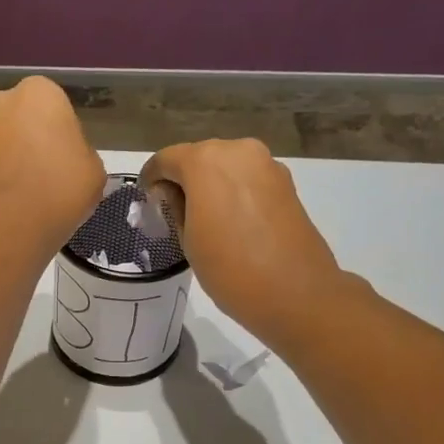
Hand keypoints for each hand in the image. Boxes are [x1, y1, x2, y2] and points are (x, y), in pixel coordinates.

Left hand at [0, 76, 104, 246]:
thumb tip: (68, 161)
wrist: (15, 220)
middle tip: (50, 172)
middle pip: (23, 119)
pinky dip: (1, 176)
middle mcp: (2, 102)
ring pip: (4, 141)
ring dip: (14, 158)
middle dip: (33, 139)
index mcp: (39, 91)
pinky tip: (16, 200)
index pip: (55, 106)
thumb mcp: (94, 168)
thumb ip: (80, 154)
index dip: (63, 133)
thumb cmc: (63, 184)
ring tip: (31, 192)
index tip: (69, 158)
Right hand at [139, 139, 359, 344]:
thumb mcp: (188, 240)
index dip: (151, 178)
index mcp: (205, 161)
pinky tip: (231, 222)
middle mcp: (237, 151)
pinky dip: (234, 191)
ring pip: (225, 166)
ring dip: (210, 185)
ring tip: (204, 219)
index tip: (147, 200)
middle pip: (198, 157)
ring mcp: (266, 164)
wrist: (296, 293)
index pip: (165, 159)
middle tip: (174, 212)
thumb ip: (176, 207)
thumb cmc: (230, 269)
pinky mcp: (286, 183)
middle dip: (183, 179)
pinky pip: (248, 179)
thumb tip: (174, 194)